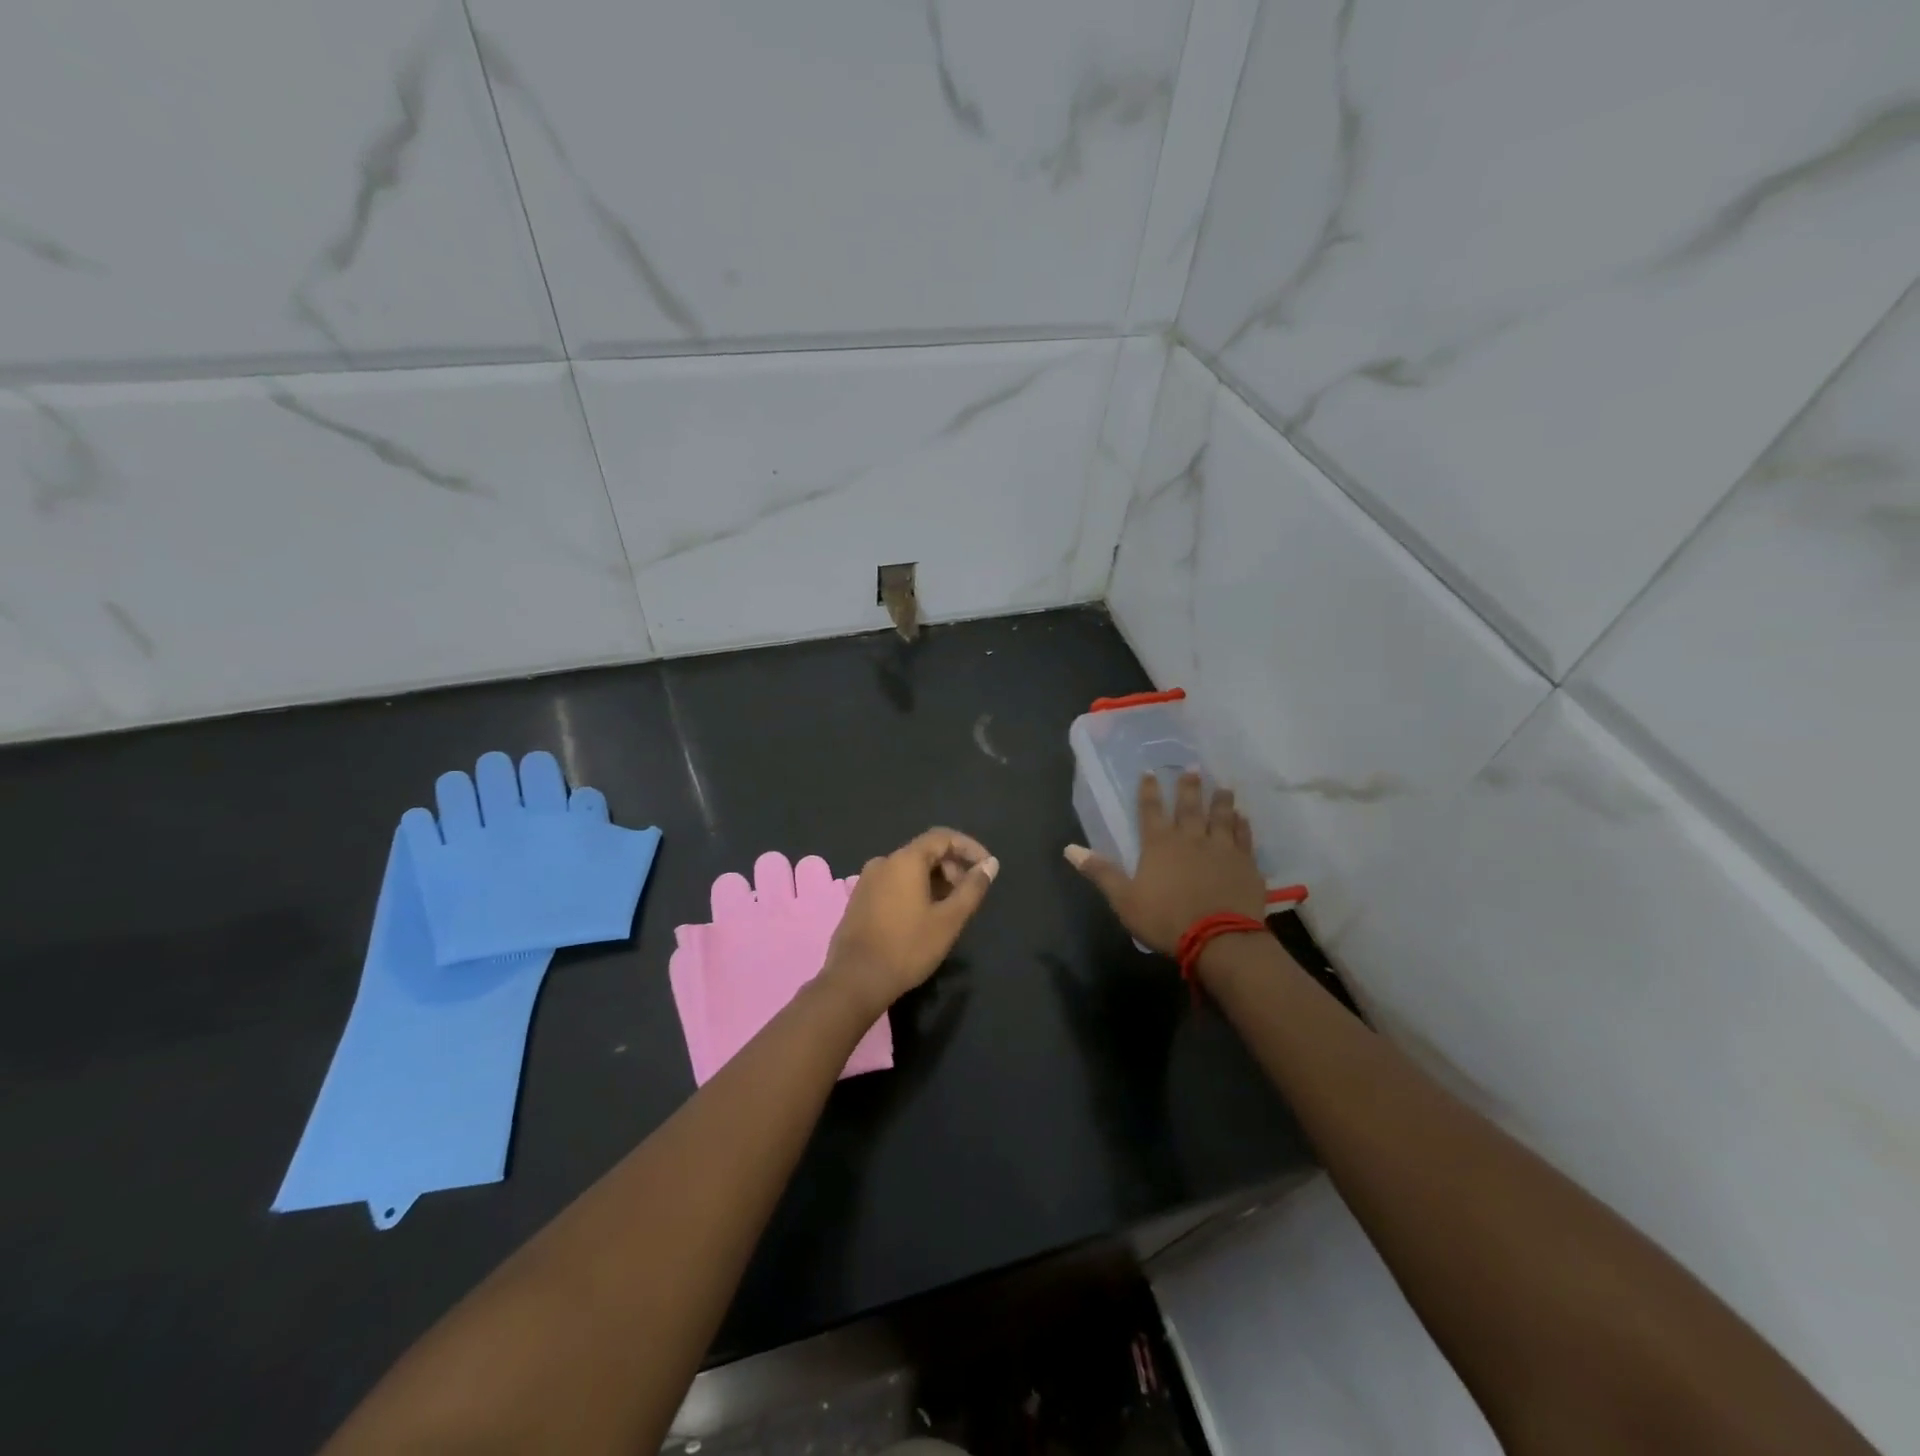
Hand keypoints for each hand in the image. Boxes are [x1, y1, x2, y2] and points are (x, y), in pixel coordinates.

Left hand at [822, 828, 998, 1014]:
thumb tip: (990, 864)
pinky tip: (923, 916)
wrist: (855, 980)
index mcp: (904, 860)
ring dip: (934, 880)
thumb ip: (972, 889)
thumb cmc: (908, 947)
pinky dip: (915, 890)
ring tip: (949, 908)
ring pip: (909, 869)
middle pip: (925, 852)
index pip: (942, 837)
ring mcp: (867, 880)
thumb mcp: (949, 920)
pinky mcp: (859, 899)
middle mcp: (883, 862)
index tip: (986, 867)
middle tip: (968, 894)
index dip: (969, 847)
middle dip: (952, 866)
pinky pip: (894, 883)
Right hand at [1066, 772, 1264, 954]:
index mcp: (1159, 845)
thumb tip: (1070, 848)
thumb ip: (1100, 872)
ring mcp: (1221, 849)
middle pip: (1189, 807)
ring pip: (1221, 817)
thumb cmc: (1166, 919)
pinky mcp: (1245, 864)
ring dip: (1221, 800)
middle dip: (1189, 787)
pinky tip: (1244, 817)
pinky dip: (1243, 826)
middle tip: (1194, 767)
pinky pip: (1244, 838)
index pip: (1150, 811)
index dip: (1149, 791)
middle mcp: (1191, 839)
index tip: (1150, 772)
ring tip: (1224, 786)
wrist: (1219, 939)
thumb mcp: (1124, 899)